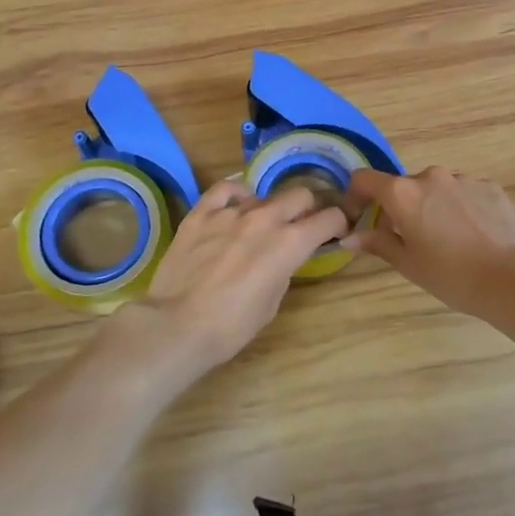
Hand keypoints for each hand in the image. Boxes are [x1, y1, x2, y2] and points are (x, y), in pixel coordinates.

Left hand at [121, 179, 348, 384]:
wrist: (178, 325)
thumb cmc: (232, 326)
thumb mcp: (272, 302)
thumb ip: (283, 269)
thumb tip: (281, 257)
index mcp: (290, 243)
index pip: (329, 218)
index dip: (337, 224)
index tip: (334, 232)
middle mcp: (265, 218)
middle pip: (300, 195)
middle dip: (307, 209)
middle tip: (300, 225)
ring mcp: (230, 212)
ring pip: (263, 195)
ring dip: (268, 209)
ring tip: (259, 226)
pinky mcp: (201, 213)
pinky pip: (224, 189)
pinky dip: (235, 193)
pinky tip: (236, 202)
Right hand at [344, 167, 514, 318]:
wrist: (512, 278)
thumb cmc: (451, 275)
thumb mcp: (408, 263)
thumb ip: (377, 243)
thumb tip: (350, 237)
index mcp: (403, 193)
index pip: (365, 179)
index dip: (355, 195)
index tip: (359, 216)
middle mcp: (430, 176)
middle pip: (402, 186)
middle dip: (398, 208)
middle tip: (406, 239)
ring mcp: (463, 178)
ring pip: (435, 189)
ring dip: (430, 206)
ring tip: (445, 239)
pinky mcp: (489, 186)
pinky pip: (462, 192)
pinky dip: (457, 207)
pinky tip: (470, 235)